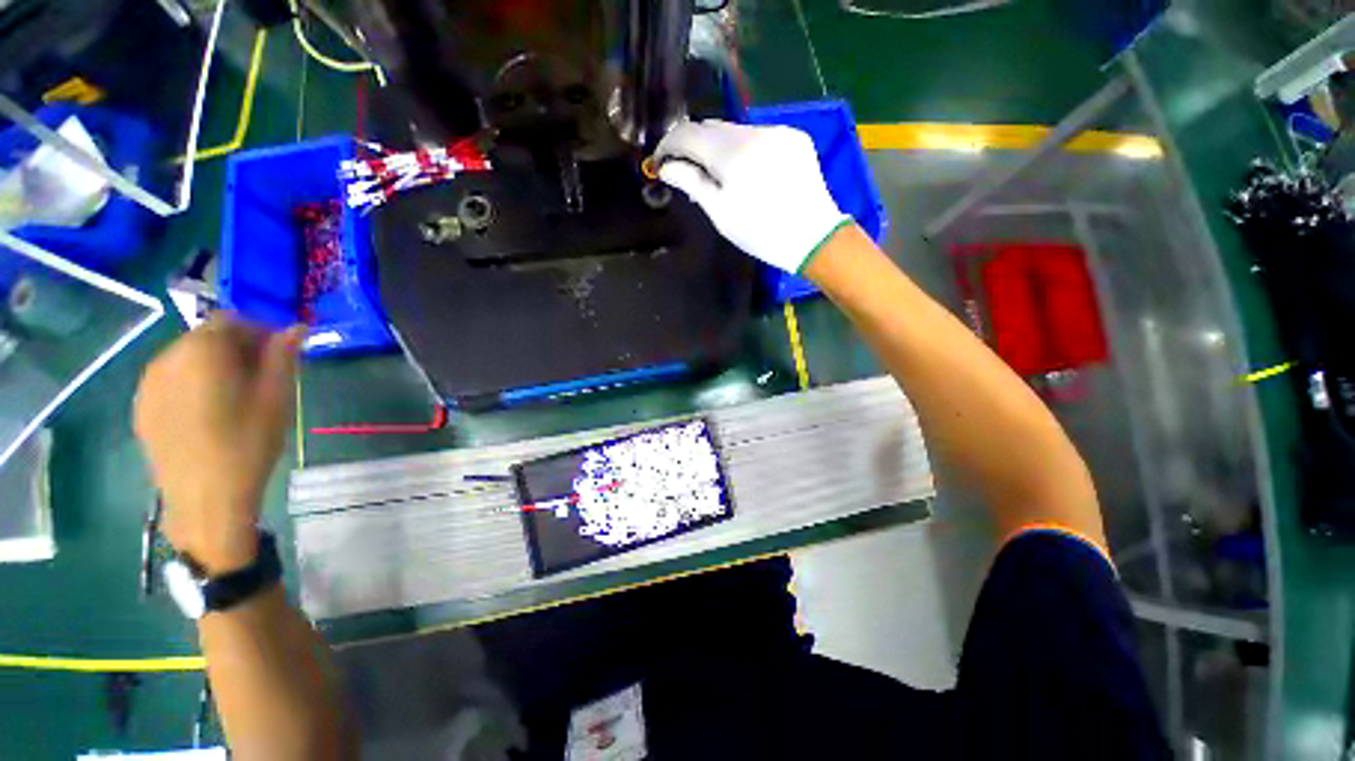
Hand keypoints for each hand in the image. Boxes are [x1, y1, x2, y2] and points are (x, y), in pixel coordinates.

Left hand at [135, 315, 304, 573]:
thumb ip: (283, 357)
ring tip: (236, 399)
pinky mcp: (142, 408)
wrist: (205, 500)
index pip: (230, 320)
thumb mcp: (277, 398)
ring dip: (214, 367)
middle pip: (205, 338)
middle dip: (236, 349)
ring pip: (187, 359)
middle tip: (262, 378)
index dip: (259, 331)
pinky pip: (172, 381)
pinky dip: (193, 385)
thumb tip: (296, 328)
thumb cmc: (248, 444)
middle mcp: (167, 358)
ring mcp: (148, 385)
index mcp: (201, 352)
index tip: (279, 354)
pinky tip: (210, 414)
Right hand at [654, 119, 849, 273]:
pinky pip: (758, 136)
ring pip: (736, 131)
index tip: (660, 160)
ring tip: (716, 173)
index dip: (669, 144)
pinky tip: (747, 170)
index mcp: (732, 153)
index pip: (689, 133)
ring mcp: (777, 131)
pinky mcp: (794, 137)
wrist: (813, 237)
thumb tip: (666, 166)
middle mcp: (754, 131)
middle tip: (685, 169)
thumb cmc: (760, 233)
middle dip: (694, 145)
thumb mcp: (720, 213)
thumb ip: (692, 183)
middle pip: (712, 128)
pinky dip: (744, 148)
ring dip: (719, 146)